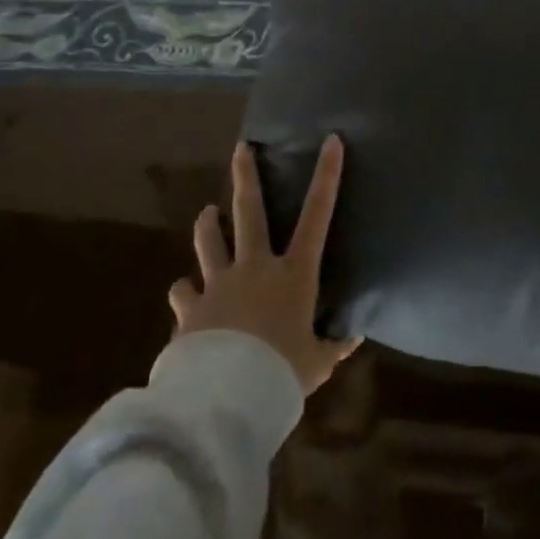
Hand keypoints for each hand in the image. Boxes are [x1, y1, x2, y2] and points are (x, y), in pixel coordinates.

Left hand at [169, 134, 363, 395]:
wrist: (226, 397)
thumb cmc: (282, 373)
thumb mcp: (317, 362)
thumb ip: (334, 346)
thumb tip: (355, 335)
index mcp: (294, 274)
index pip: (317, 215)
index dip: (327, 176)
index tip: (331, 142)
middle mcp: (255, 267)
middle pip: (248, 211)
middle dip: (246, 176)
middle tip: (241, 149)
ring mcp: (218, 283)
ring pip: (209, 241)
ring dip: (208, 224)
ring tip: (207, 213)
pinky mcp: (190, 307)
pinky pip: (184, 291)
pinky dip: (185, 290)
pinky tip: (185, 293)